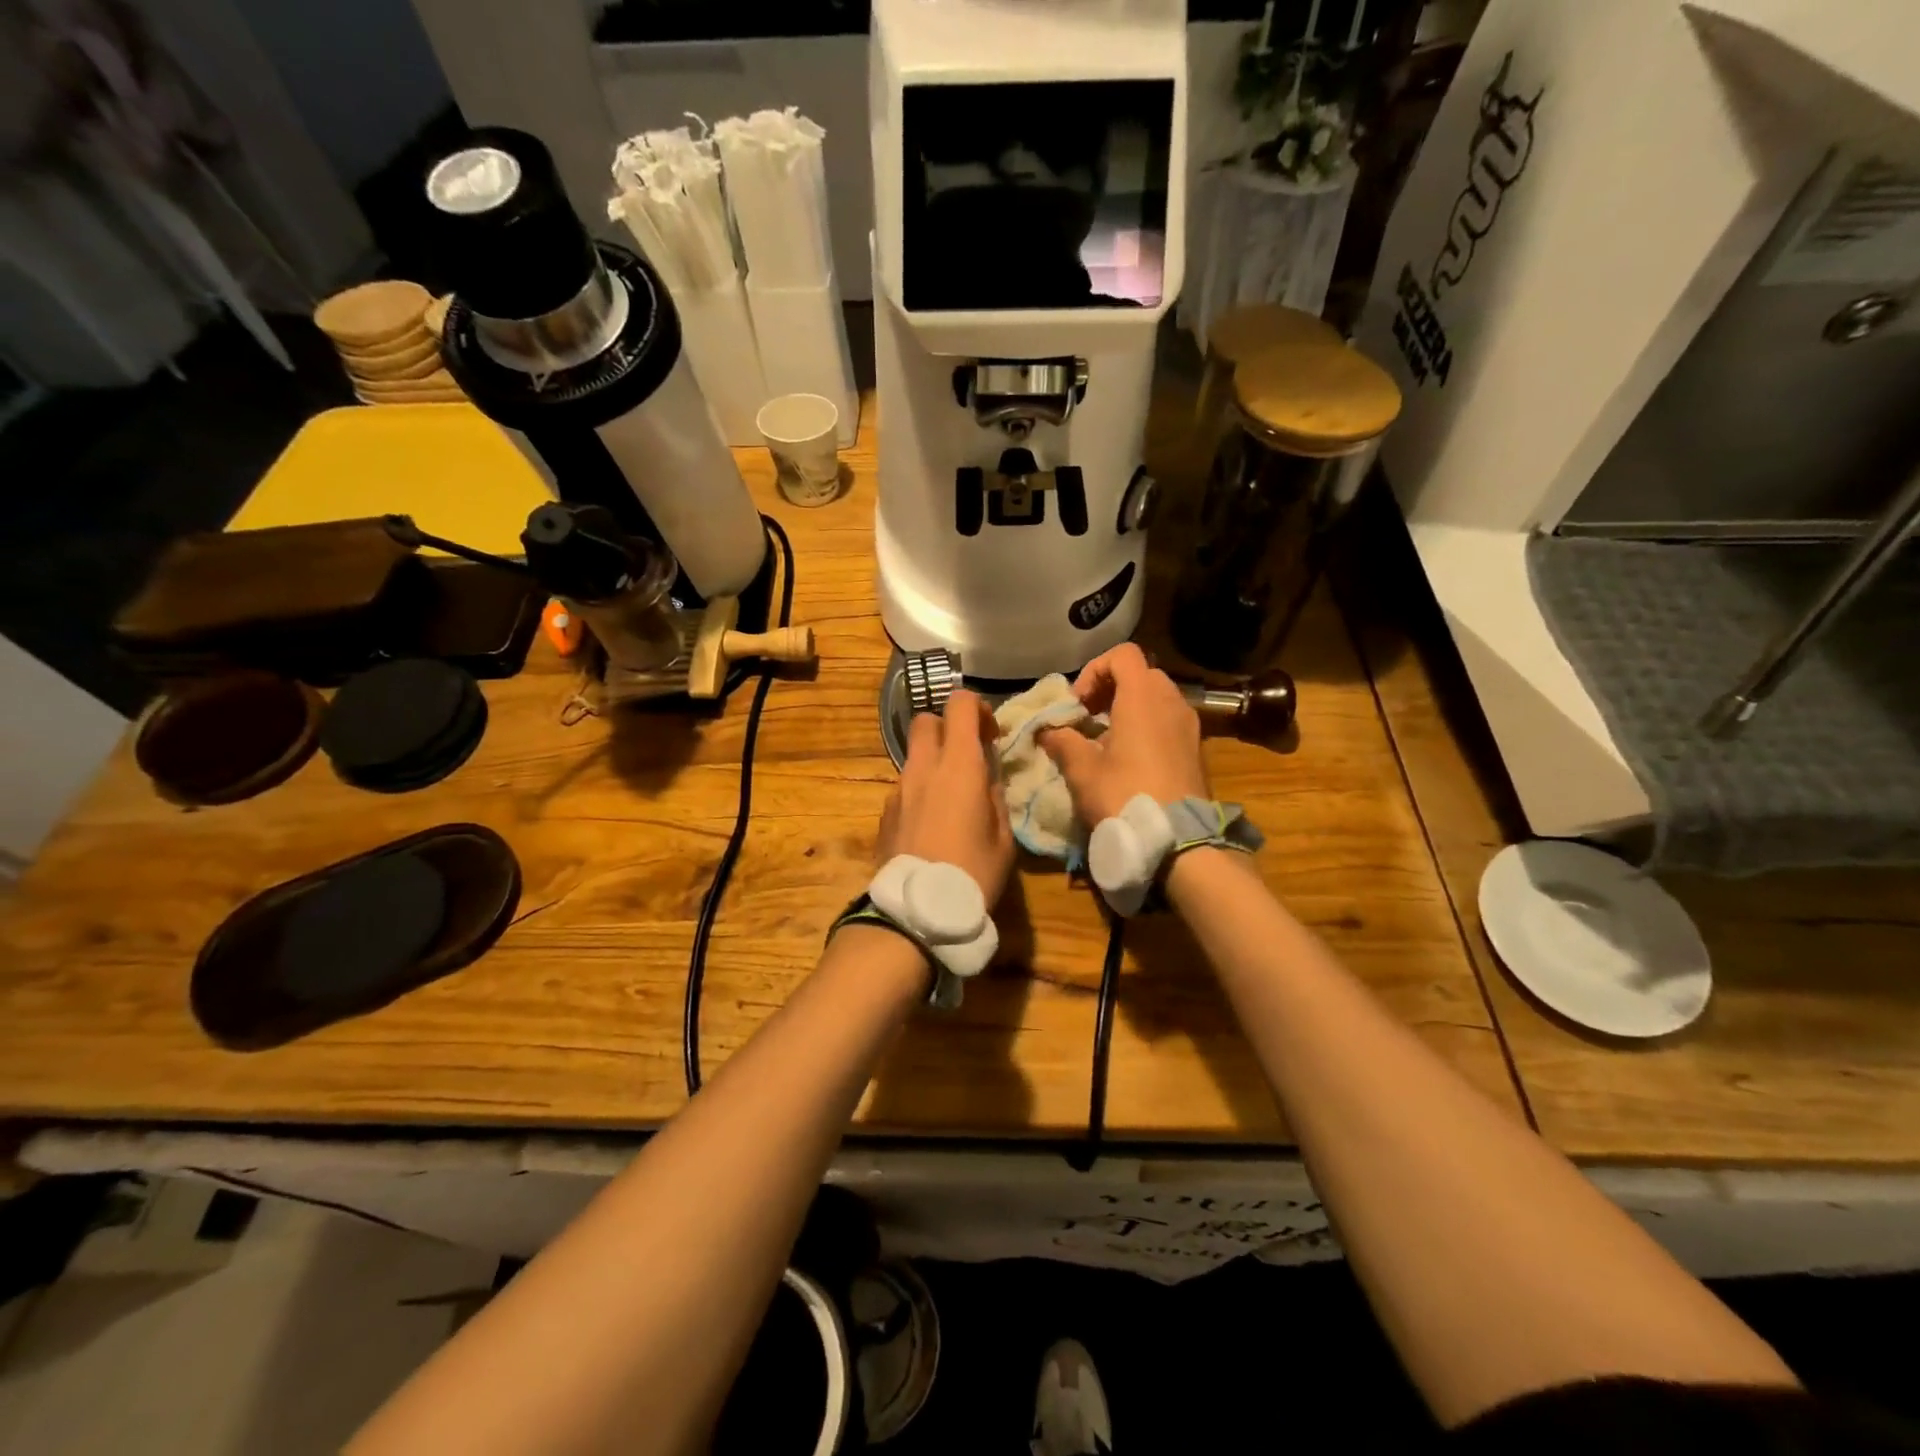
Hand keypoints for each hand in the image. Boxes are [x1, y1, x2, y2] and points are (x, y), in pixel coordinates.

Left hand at [876, 688, 1014, 905]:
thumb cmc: (973, 872)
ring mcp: (898, 789)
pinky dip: (919, 790)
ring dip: (933, 762)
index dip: (979, 709)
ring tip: (952, 798)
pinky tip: (932, 824)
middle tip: (967, 756)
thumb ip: (994, 795)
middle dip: (947, 728)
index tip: (991, 734)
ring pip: (913, 755)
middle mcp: (923, 768)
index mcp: (958, 765)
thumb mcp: (1003, 836)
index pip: (960, 704)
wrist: (917, 912)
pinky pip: (904, 786)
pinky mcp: (884, 813)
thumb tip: (986, 776)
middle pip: (926, 720)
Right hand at [1039, 643, 1208, 825]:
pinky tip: (1130, 758)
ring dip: (1129, 708)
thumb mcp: (1082, 770)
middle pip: (1140, 674)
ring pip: (1157, 697)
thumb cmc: (1124, 795)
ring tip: (1107, 740)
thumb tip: (1047, 731)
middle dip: (1111, 689)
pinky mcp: (1195, 747)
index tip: (1079, 703)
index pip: (1122, 654)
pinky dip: (1148, 726)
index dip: (1095, 670)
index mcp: (1143, 697)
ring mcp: (1188, 724)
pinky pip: (1169, 720)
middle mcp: (1171, 701)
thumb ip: (1062, 741)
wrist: (1177, 839)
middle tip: (1088, 718)